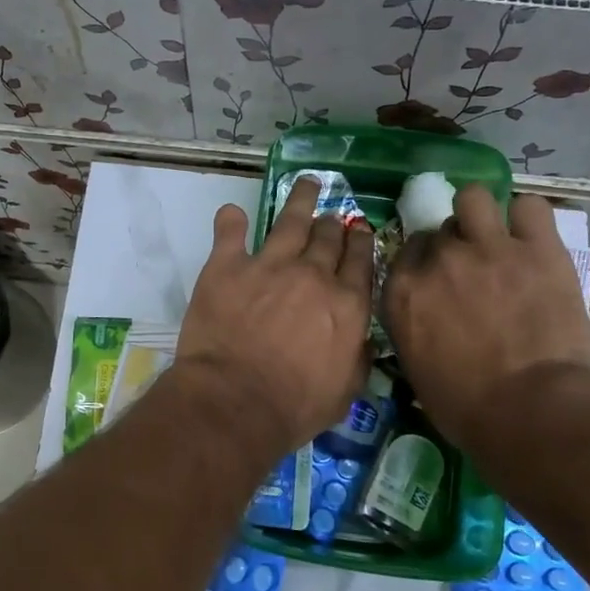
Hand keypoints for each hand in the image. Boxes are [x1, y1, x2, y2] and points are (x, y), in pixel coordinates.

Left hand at [174, 177, 375, 464]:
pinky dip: (231, 221)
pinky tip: (232, 214)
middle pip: (328, 237)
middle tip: (330, 215)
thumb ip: (357, 358)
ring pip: (289, 220)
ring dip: (299, 200)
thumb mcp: (344, 392)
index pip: (360, 260)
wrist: (235, 401)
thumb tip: (362, 339)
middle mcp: (313, 275)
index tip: (358, 230)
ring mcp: (269, 265)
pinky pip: (230, 233)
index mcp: (346, 304)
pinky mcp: (227, 266)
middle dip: (332, 223)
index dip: (360, 241)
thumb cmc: (294, 407)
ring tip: (306, 183)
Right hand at [381, 188, 589, 450]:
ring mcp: (488, 247)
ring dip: (481, 214)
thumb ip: (412, 325)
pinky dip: (529, 219)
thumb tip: (425, 314)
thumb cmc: (466, 407)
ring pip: (474, 197)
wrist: (531, 410)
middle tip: (477, 272)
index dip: (425, 261)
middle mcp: (438, 259)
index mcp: (403, 291)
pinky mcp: (537, 248)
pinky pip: (530, 207)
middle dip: (455, 246)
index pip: (408, 251)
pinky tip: (533, 238)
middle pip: (440, 231)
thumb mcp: (415, 366)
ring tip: (498, 237)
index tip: (439, 278)